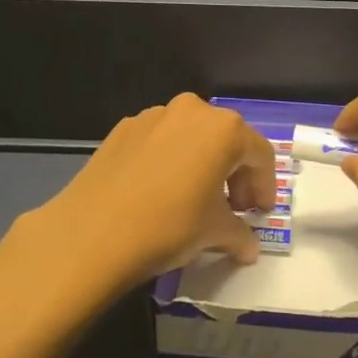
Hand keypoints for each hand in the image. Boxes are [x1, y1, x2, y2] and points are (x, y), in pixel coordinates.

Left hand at [18, 95, 276, 306]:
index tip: (260, 214)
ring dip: (202, 165)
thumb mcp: (214, 233)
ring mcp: (153, 116)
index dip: (266, 187)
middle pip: (226, 140)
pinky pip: (160, 142)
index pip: (260, 155)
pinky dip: (170, 162)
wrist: (92, 232)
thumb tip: (248, 247)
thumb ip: (239, 234)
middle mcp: (192, 111)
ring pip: (191, 137)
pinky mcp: (122, 129)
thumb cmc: (169, 225)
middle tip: (233, 208)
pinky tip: (159, 193)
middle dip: (235, 174)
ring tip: (195, 200)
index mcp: (224, 129)